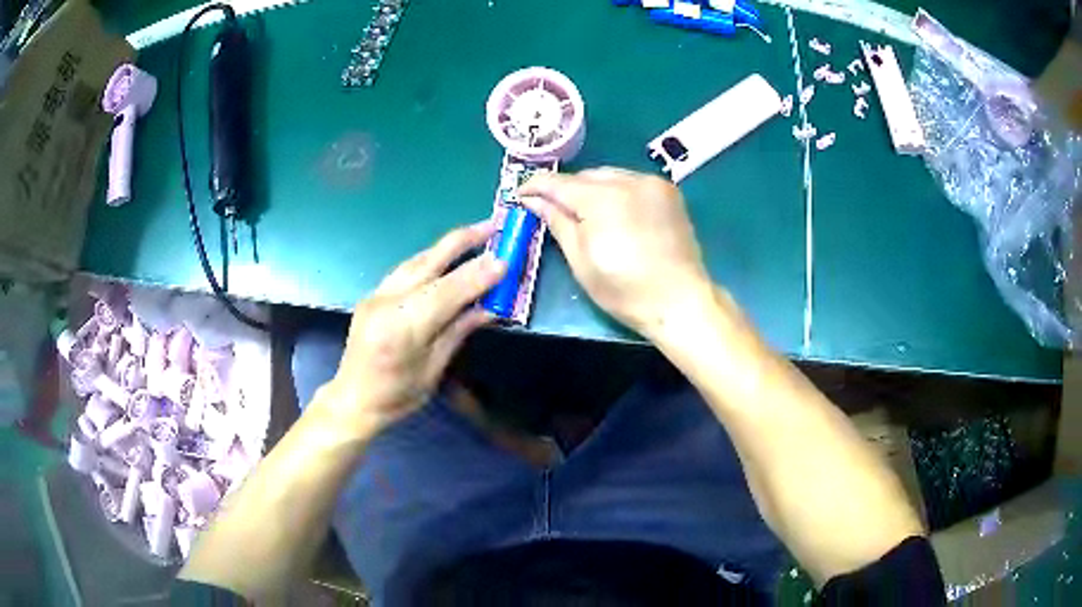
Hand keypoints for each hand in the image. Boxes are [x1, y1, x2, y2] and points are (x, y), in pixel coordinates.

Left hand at [313, 221, 506, 438]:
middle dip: (462, 241)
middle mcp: (385, 303)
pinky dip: (429, 260)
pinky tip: (445, 257)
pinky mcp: (373, 295)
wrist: (354, 398)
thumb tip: (491, 306)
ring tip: (474, 235)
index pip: (445, 292)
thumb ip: (459, 330)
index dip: (476, 275)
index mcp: (401, 329)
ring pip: (415, 261)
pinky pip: (405, 270)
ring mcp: (375, 296)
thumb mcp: (434, 368)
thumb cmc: (397, 396)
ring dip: (446, 246)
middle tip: (492, 225)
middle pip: (427, 263)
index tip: (505, 260)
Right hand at [520, 168, 710, 338]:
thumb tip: (531, 200)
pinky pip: (631, 181)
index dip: (534, 186)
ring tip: (585, 213)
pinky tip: (615, 212)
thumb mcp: (581, 260)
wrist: (680, 300)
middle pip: (584, 176)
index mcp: (602, 199)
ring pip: (608, 175)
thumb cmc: (624, 289)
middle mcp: (628, 180)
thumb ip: (556, 222)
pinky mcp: (668, 191)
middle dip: (565, 189)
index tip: (520, 194)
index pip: (558, 182)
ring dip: (591, 189)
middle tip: (552, 209)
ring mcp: (651, 183)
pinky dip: (616, 191)